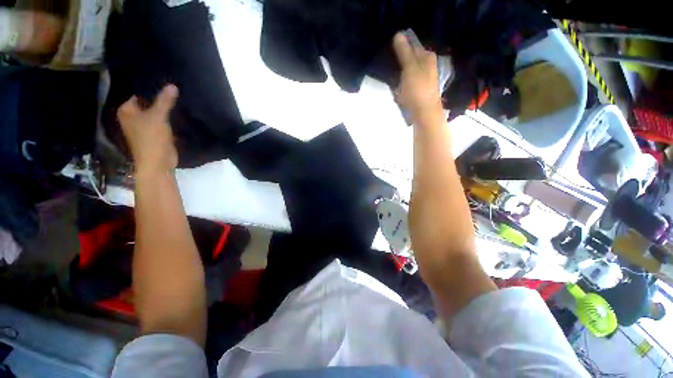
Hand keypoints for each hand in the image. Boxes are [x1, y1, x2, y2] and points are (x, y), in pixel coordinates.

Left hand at [118, 85, 178, 175]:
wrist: (158, 163)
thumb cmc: (151, 138)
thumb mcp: (158, 117)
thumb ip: (164, 101)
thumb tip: (172, 85)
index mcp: (127, 111)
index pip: (138, 93)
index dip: (151, 88)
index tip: (165, 81)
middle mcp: (132, 117)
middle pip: (147, 103)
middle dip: (159, 99)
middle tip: (173, 88)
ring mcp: (144, 126)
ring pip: (155, 112)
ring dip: (164, 109)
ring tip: (178, 98)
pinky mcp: (155, 134)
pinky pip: (162, 121)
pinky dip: (168, 118)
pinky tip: (178, 112)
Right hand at [392, 32, 442, 121]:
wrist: (424, 113)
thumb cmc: (417, 90)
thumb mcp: (410, 68)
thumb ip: (404, 52)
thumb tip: (398, 34)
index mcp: (427, 56)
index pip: (412, 44)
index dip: (401, 44)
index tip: (389, 48)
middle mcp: (428, 65)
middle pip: (411, 57)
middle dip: (400, 59)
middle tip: (389, 62)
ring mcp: (424, 78)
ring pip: (408, 70)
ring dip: (400, 72)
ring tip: (391, 75)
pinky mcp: (419, 89)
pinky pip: (408, 81)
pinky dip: (402, 82)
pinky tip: (397, 87)